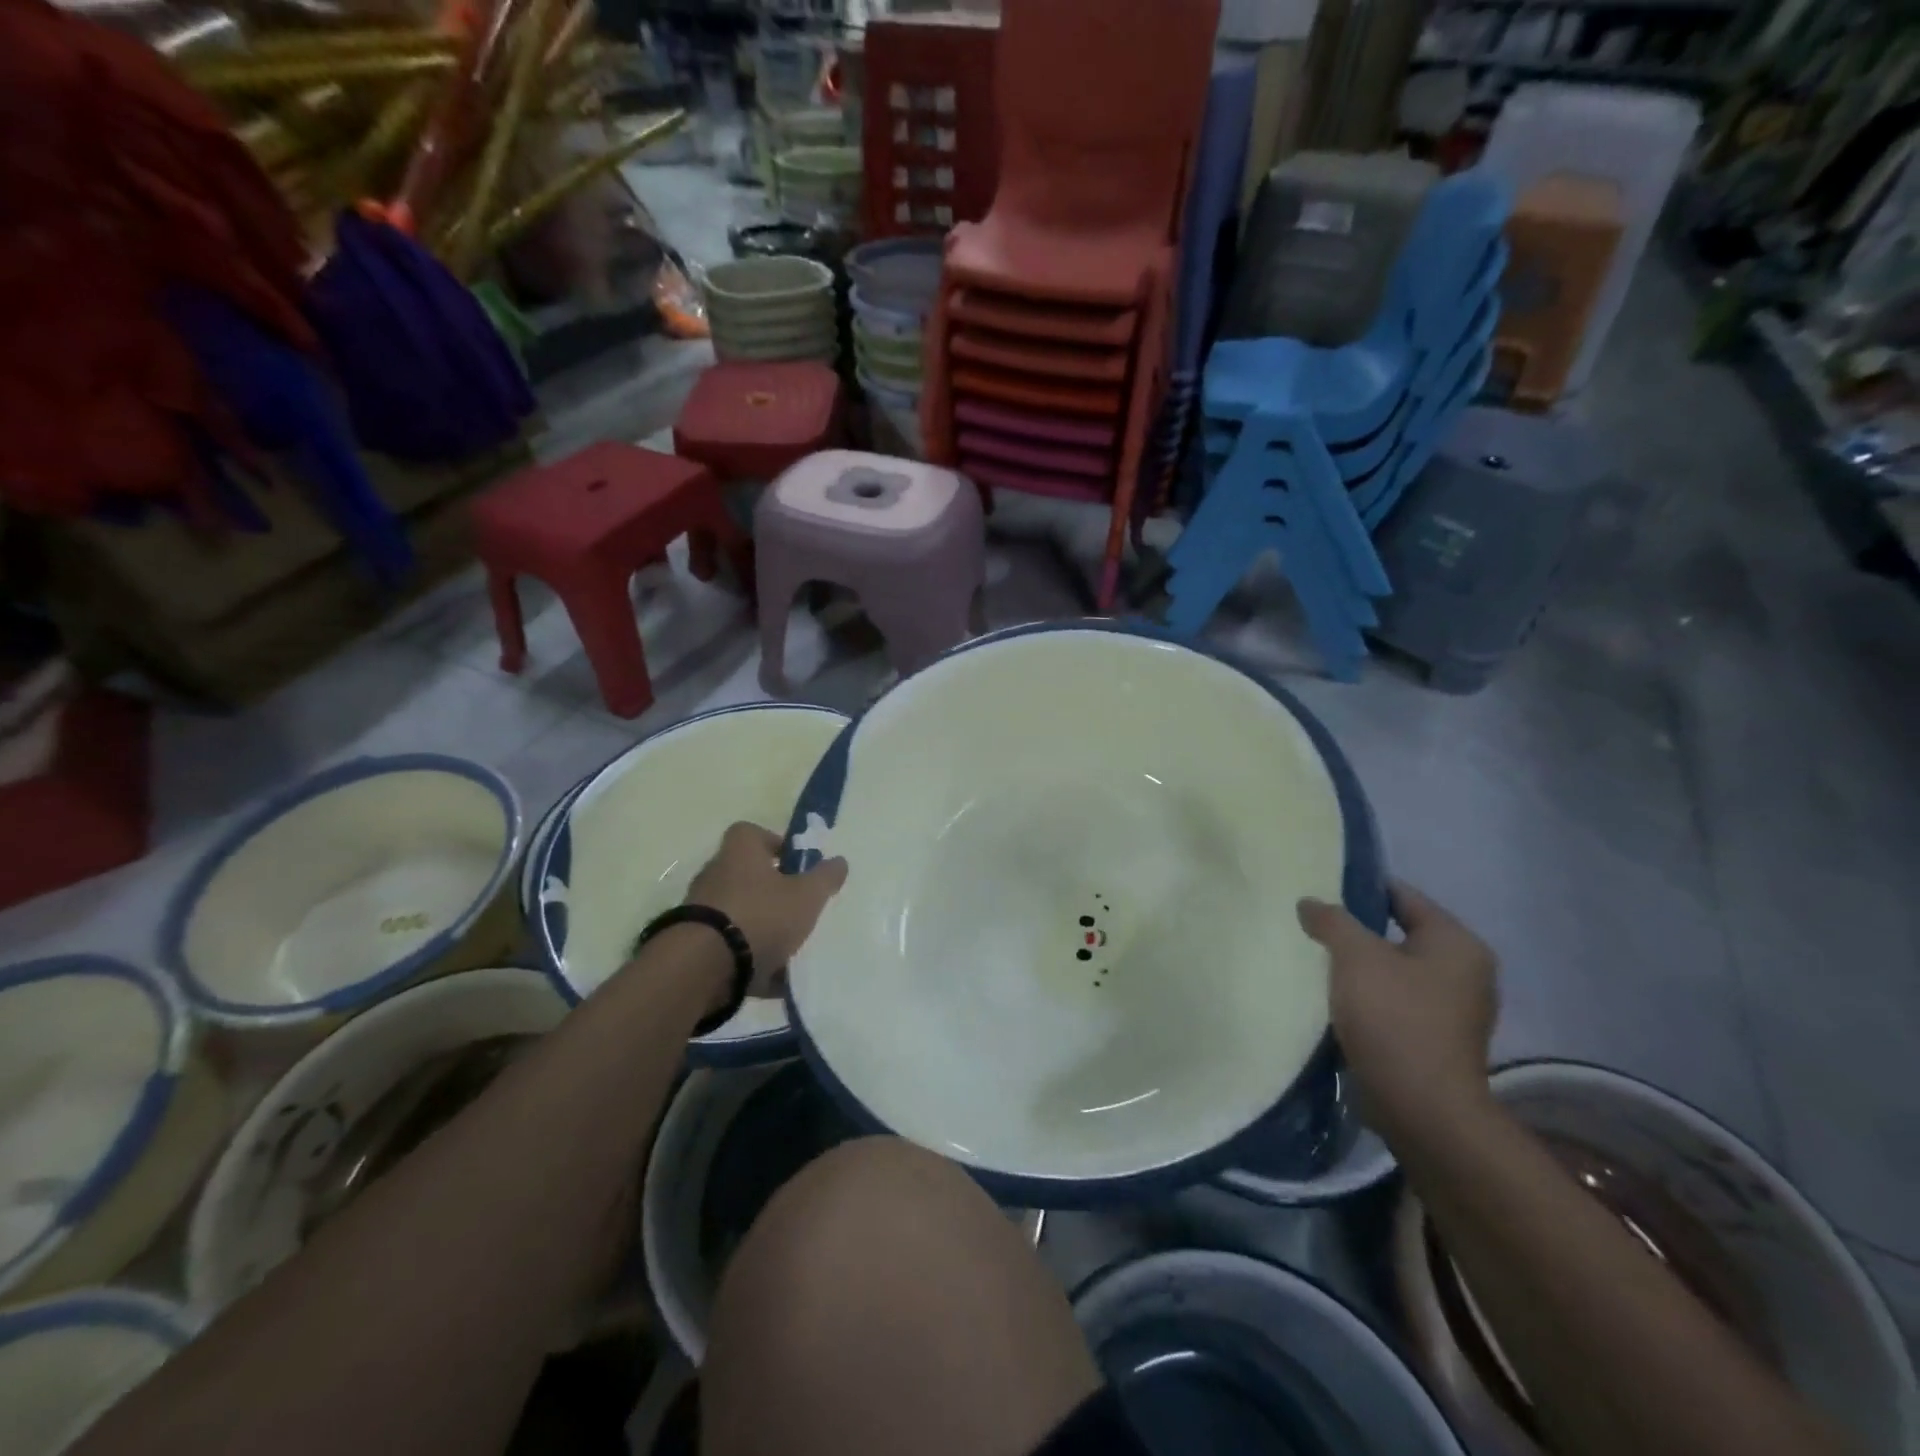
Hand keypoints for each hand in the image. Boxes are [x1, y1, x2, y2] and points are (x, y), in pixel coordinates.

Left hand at [685, 822, 847, 994]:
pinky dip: (750, 960)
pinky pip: (730, 948)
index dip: (775, 844)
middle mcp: (715, 874)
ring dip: (762, 929)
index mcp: (740, 852)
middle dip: (773, 892)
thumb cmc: (760, 916)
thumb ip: (825, 877)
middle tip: (799, 908)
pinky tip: (774, 981)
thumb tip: (839, 861)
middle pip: (747, 875)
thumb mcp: (806, 895)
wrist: (703, 968)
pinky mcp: (694, 946)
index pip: (751, 832)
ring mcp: (701, 911)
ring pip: (740, 914)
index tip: (795, 865)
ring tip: (790, 950)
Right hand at [1297, 880, 1497, 1138]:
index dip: (1360, 889)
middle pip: (1400, 934)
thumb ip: (1332, 920)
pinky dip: (1369, 997)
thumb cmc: (1394, 1018)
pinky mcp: (1437, 1041)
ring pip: (1396, 971)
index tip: (1321, 891)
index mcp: (1457, 943)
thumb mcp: (1355, 956)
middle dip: (1357, 932)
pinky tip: (1336, 1000)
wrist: (1420, 1108)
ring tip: (1317, 963)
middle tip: (1314, 927)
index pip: (1403, 896)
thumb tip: (1310, 903)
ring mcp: (1455, 1011)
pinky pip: (1397, 1003)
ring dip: (1361, 968)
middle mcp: (1467, 972)